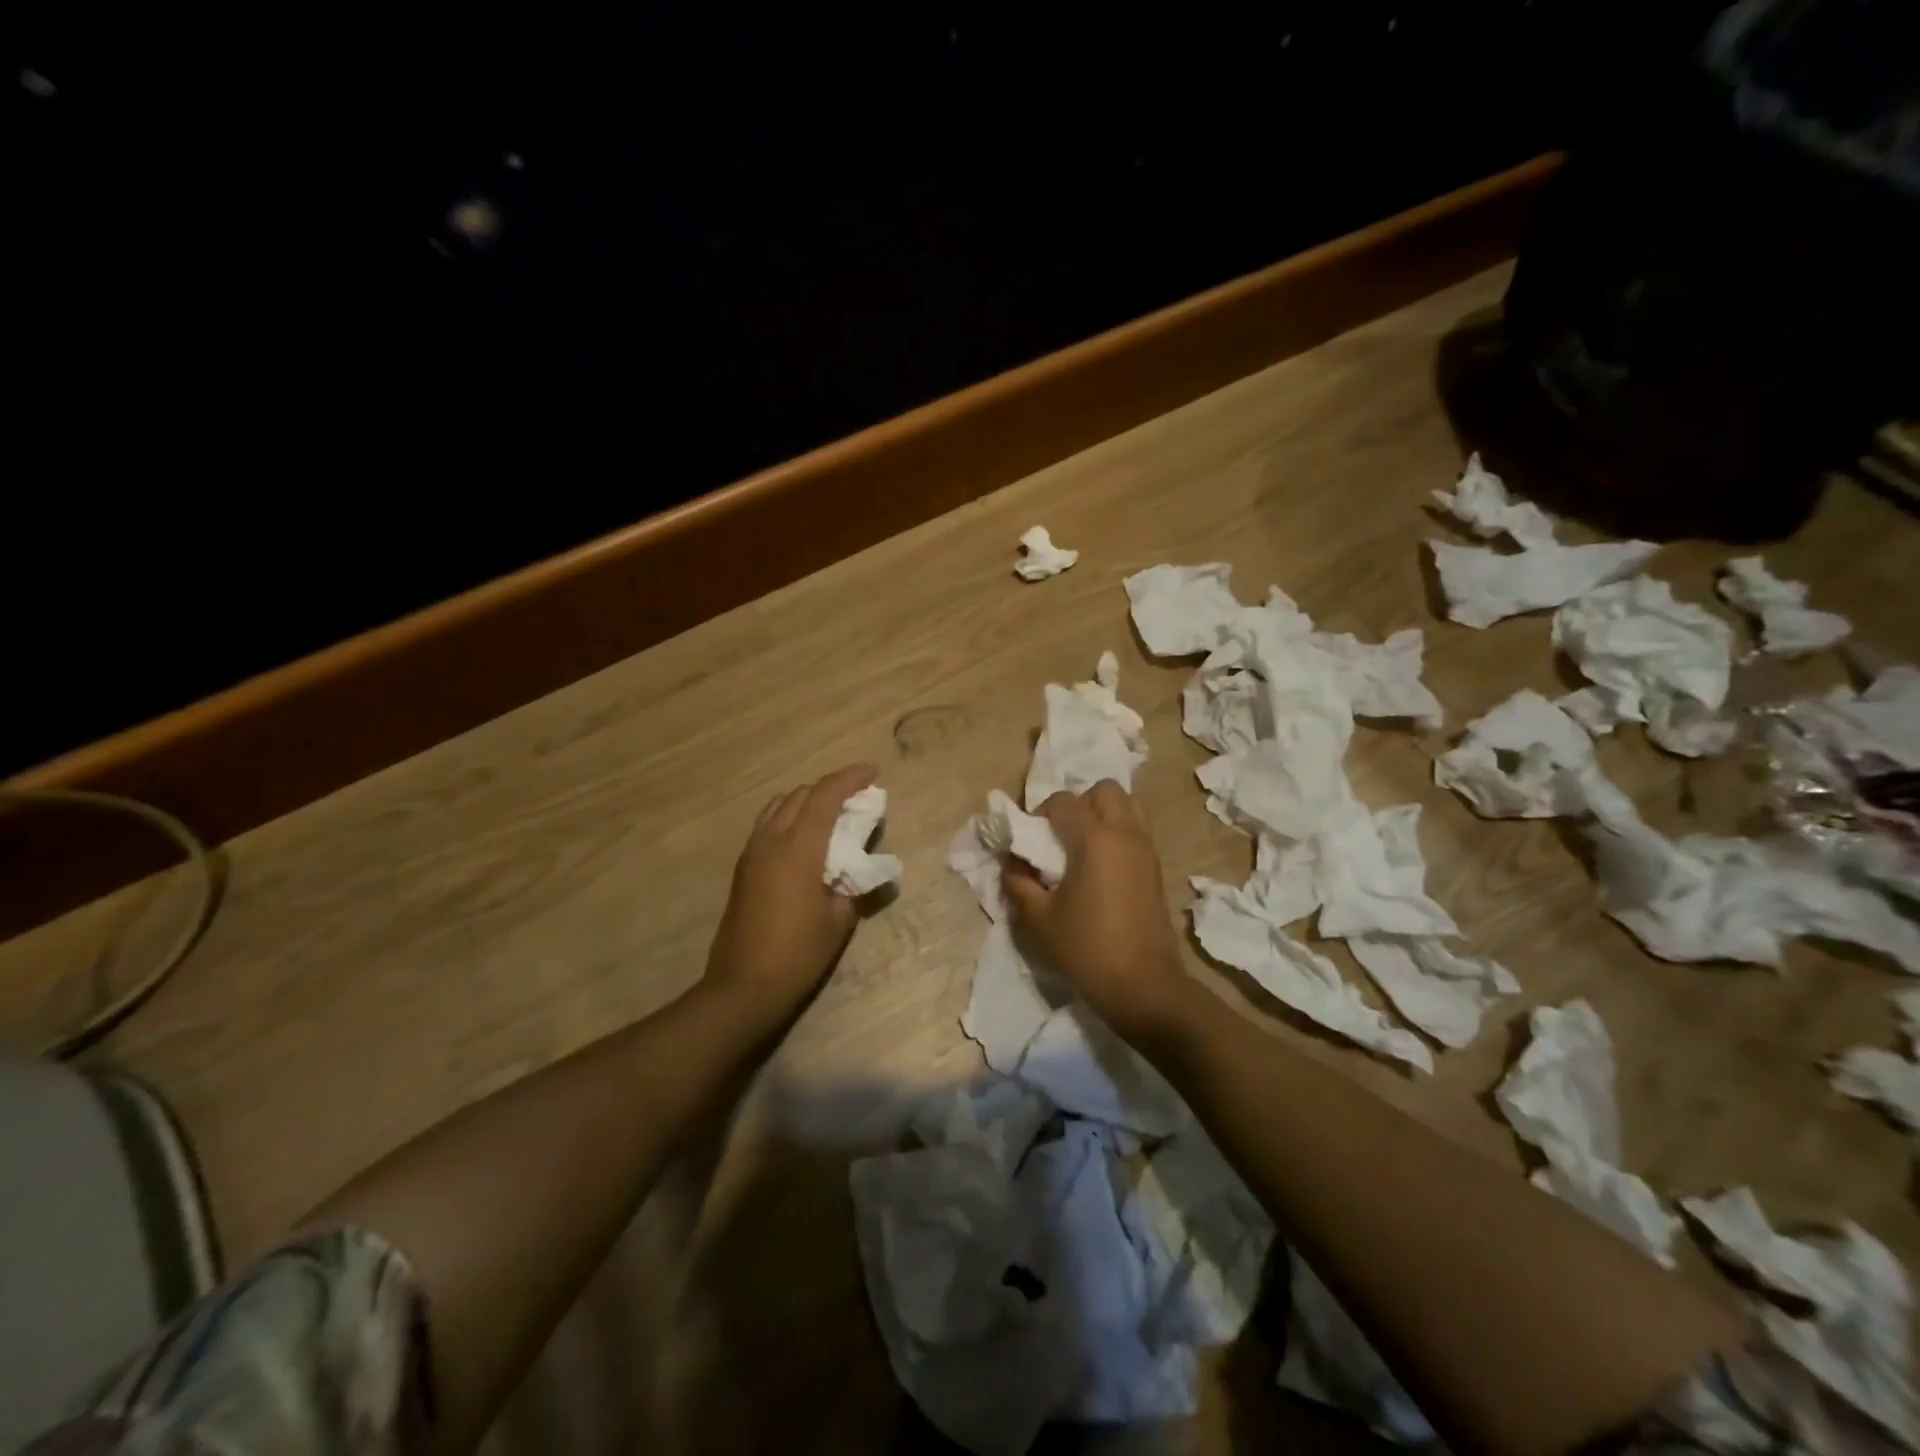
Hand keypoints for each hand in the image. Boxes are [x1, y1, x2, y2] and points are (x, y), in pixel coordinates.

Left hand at [704, 765, 876, 1029]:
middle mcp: (771, 840)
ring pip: (780, 805)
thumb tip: (868, 867)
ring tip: (832, 814)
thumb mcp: (840, 920)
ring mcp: (752, 852)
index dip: (850, 778)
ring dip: (808, 800)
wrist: (743, 986)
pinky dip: (790, 816)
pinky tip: (805, 837)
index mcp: (798, 848)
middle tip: (858, 799)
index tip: (873, 774)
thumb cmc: (798, 953)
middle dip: (832, 787)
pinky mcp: (743, 867)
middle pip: (802, 794)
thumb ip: (856, 884)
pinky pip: (768, 824)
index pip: (825, 796)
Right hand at [1002, 781, 1189, 1042]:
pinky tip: (1101, 866)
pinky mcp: (1157, 867)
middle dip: (1078, 803)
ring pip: (1128, 805)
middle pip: (1104, 790)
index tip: (1029, 842)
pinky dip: (1119, 832)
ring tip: (1083, 846)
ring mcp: (1146, 849)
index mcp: (1095, 839)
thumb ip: (1019, 882)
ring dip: (1103, 813)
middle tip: (1060, 835)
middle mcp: (1125, 833)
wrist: (1145, 987)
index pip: (1062, 802)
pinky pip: (1137, 829)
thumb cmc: (1087, 950)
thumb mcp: (1038, 919)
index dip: (1039, 814)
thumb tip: (1011, 861)